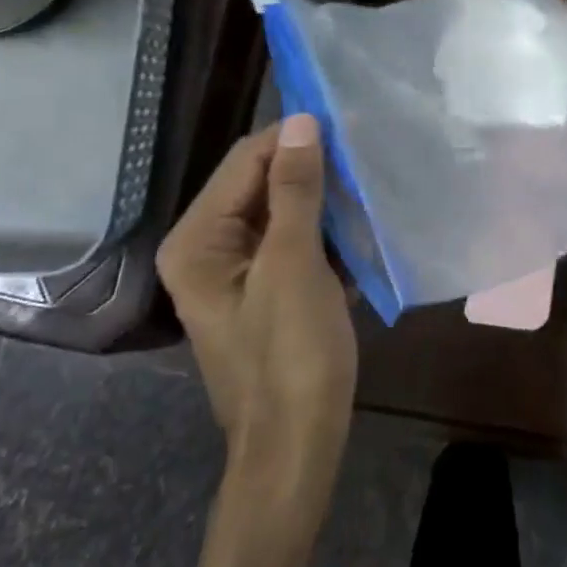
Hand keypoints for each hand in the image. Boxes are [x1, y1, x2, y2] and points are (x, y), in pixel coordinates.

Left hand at [157, 115, 357, 473]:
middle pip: (261, 183)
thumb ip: (296, 190)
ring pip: (282, 210)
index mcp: (198, 240)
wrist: (297, 445)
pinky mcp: (263, 287)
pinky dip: (324, 230)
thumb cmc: (292, 355)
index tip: (350, 123)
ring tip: (369, 183)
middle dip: (312, 169)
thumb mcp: (295, 266)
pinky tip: (359, 227)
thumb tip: (301, 121)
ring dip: (324, 199)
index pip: (246, 160)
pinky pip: (293, 239)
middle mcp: (206, 247)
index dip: (295, 138)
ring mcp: (235, 270)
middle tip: (366, 154)